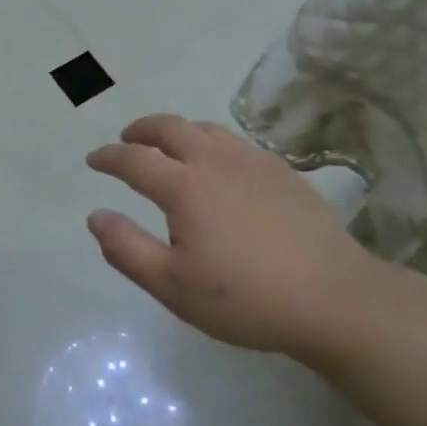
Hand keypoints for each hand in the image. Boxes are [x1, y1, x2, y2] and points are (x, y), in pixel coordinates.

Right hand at [86, 114, 383, 361]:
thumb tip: (96, 216)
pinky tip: (221, 166)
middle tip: (127, 138)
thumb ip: (127, 249)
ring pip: (206, 129)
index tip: (93, 160)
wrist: (333, 298)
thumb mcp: (173, 286)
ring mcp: (253, 162)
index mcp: (184, 187)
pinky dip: (213, 143)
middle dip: (141, 129)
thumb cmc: (246, 298)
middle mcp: (215, 161)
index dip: (108, 157)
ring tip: (170, 145)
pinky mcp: (283, 171)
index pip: (134, 160)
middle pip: (170, 127)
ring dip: (179, 131)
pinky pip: (237, 143)